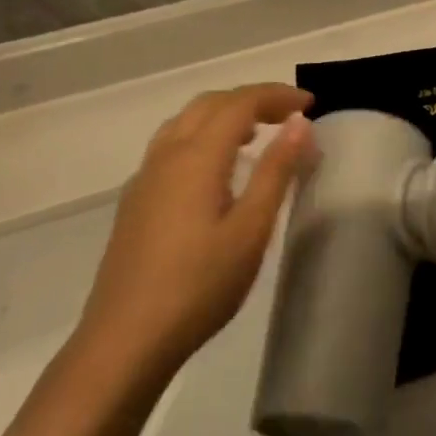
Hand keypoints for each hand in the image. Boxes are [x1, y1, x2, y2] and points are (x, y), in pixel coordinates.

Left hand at [80, 85, 314, 373]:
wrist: (125, 340)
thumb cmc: (199, 286)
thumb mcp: (250, 230)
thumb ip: (276, 171)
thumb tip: (299, 123)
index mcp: (196, 156)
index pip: (240, 103)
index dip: (276, 95)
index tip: (311, 103)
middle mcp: (166, 155)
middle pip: (209, 104)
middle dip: (251, 99)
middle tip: (288, 115)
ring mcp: (145, 178)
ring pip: (185, 122)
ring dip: (223, 115)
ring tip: (256, 135)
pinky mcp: (136, 201)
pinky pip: (172, 146)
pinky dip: (202, 136)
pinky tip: (217, 171)